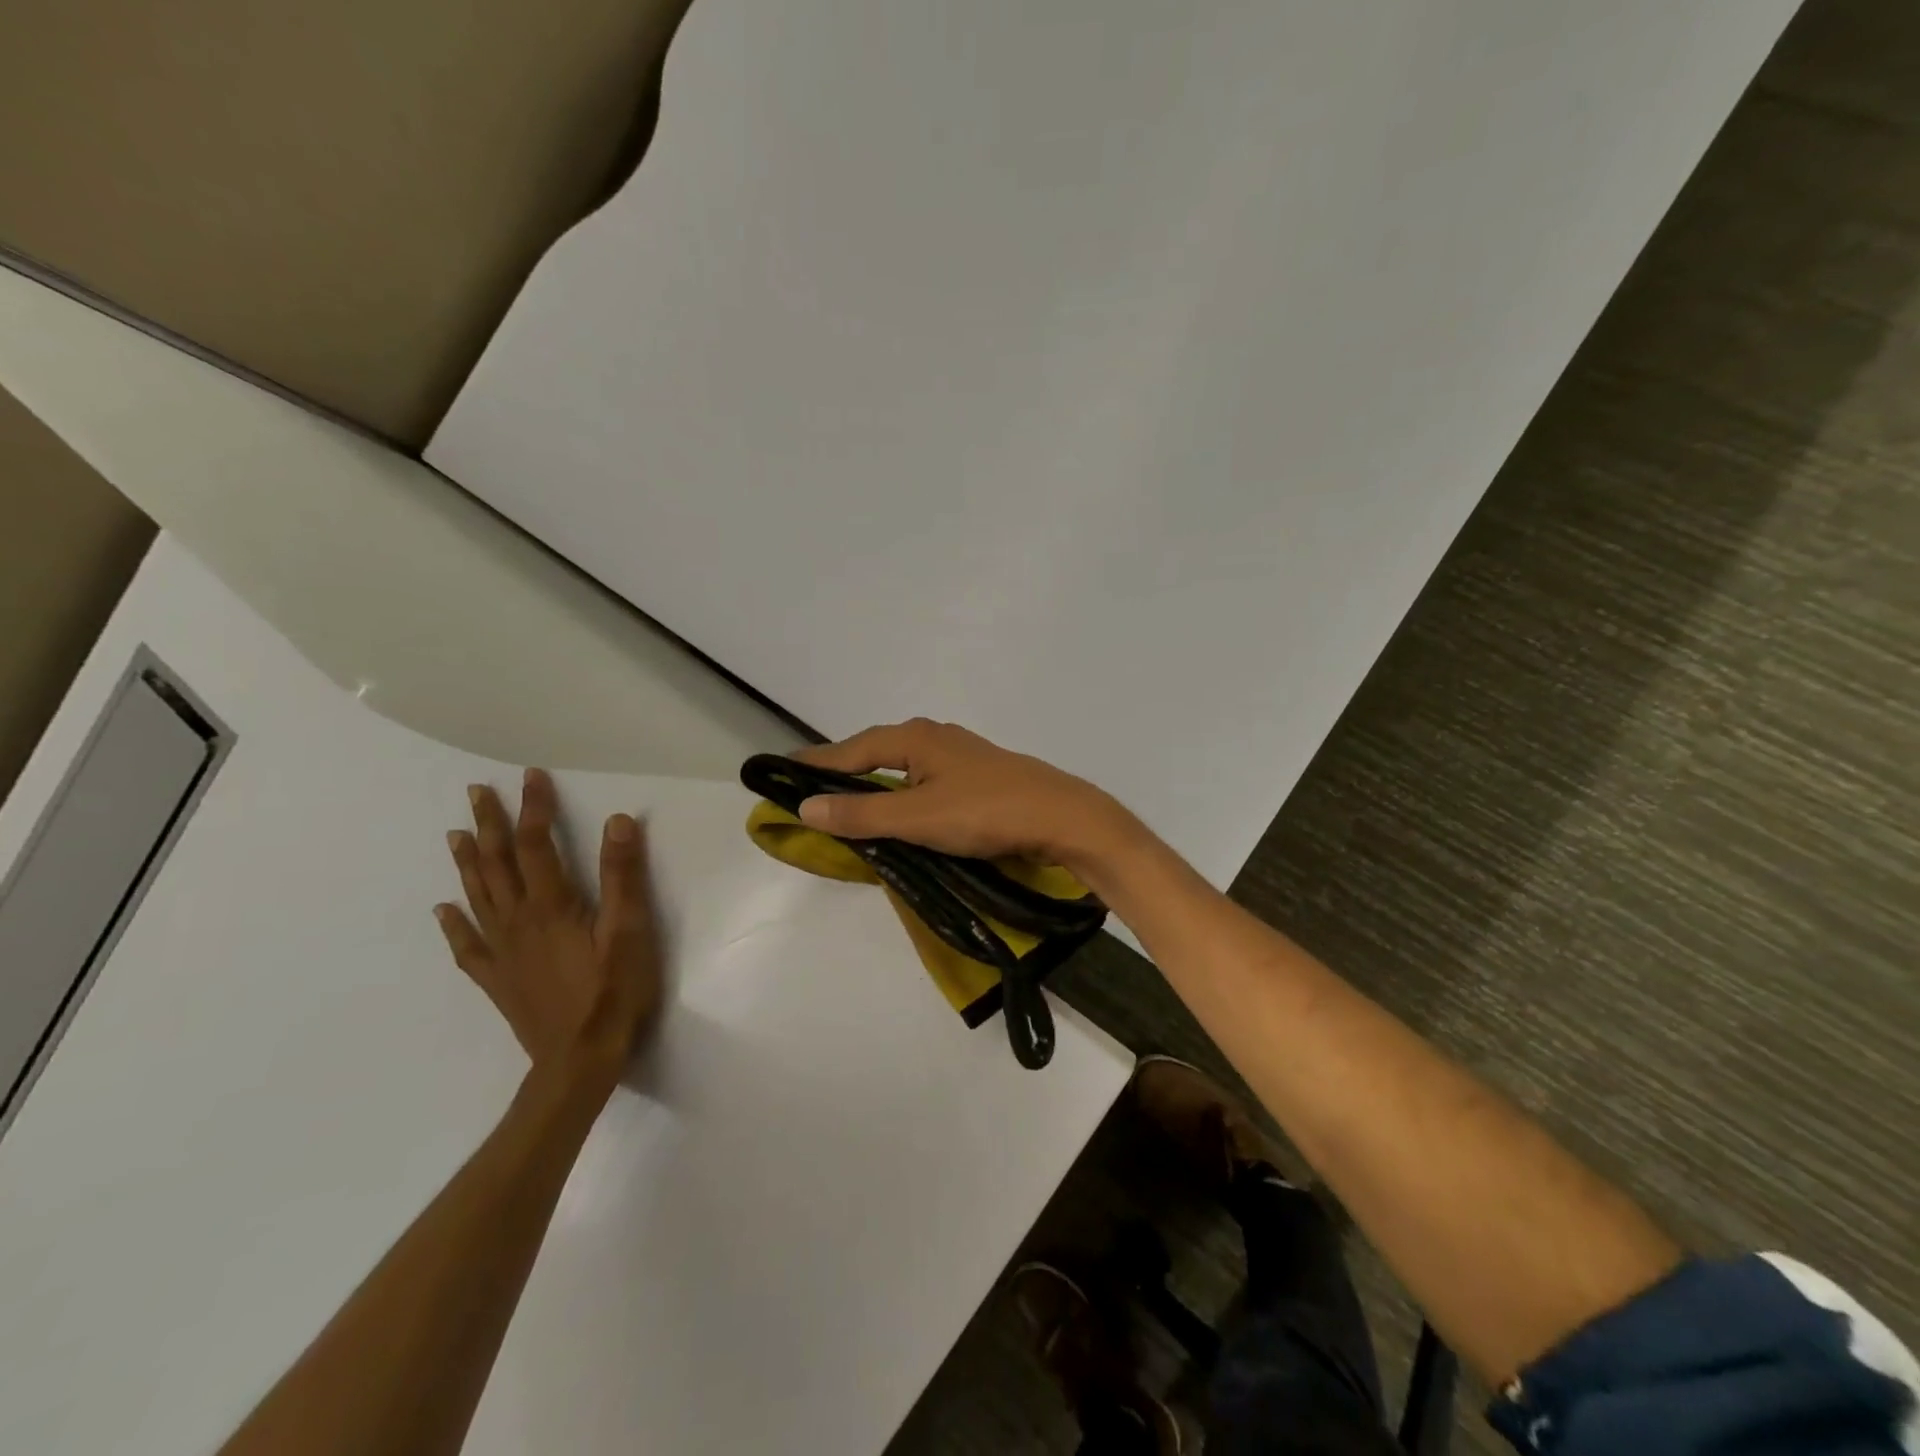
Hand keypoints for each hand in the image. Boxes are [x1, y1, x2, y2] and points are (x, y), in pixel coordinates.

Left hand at [436, 768, 660, 1086]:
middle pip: (497, 864)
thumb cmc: (613, 992)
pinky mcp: (498, 980)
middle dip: (489, 825)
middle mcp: (518, 921)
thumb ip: (623, 876)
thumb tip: (618, 821)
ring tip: (456, 833)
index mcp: (551, 905)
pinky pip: (468, 946)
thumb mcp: (630, 930)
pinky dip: (453, 924)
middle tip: (477, 793)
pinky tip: (443, 910)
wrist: (580, 1060)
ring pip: (478, 897)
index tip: (531, 776)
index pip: (536, 844)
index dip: (534, 808)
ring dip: (467, 862)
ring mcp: (503, 952)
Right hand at [792, 719, 1144, 875]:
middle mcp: (935, 737)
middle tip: (813, 790)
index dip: (816, 762)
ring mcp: (961, 755)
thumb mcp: (917, 818)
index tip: (782, 771)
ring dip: (876, 783)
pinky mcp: (980, 776)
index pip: (852, 748)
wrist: (1063, 818)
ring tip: (851, 803)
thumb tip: (806, 805)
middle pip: (877, 751)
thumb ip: (862, 813)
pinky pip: (925, 780)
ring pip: (904, 767)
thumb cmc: (986, 812)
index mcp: (915, 738)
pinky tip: (904, 811)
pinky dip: (904, 794)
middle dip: (845, 769)